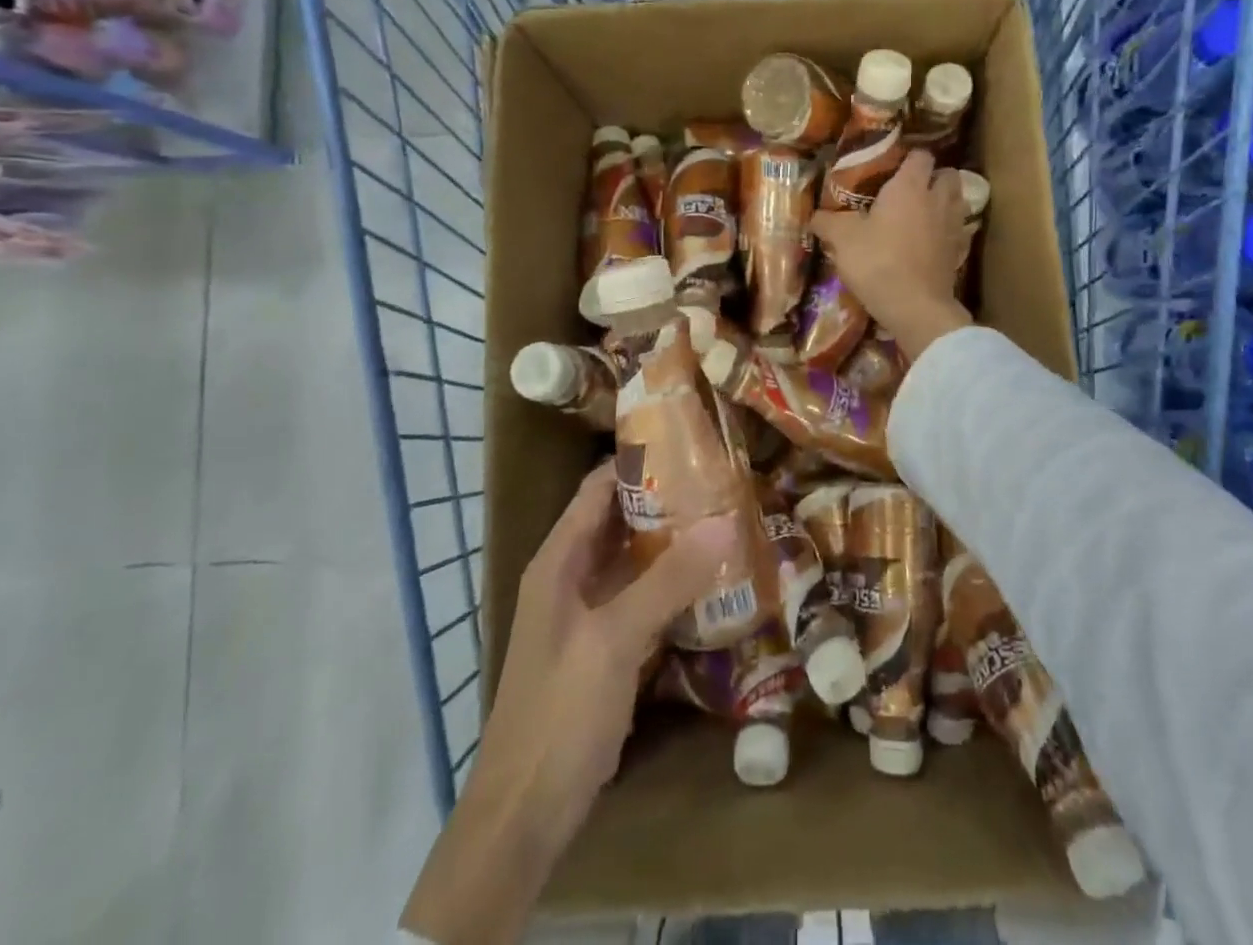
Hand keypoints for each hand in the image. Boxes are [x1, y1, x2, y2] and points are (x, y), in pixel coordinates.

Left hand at [401, 466, 734, 944]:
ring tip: (726, 519)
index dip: (638, 460)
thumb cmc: (560, 710)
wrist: (525, 811)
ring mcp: (588, 613)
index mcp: (559, 559)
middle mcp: (571, 576)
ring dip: (673, 541)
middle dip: (667, 499)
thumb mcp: (615, 639)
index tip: (690, 442)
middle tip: (723, 481)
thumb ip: (669, 579)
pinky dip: (673, 583)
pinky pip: (643, 597)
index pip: (599, 487)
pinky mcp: (605, 646)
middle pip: (620, 519)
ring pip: (635, 559)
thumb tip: (726, 520)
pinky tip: (712, 580)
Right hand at [811, 149, 973, 361]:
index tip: (892, 167)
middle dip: (934, 176)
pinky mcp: (959, 252)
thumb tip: (814, 216)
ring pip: (957, 200)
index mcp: (910, 186)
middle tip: (911, 189)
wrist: (915, 307)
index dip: (909, 157)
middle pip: (948, 174)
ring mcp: (953, 226)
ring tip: (923, 212)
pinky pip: (958, 230)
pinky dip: (948, 230)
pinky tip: (931, 240)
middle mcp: (937, 199)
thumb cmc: (878, 262)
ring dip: (944, 201)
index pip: (920, 155)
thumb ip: (827, 222)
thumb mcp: (843, 239)